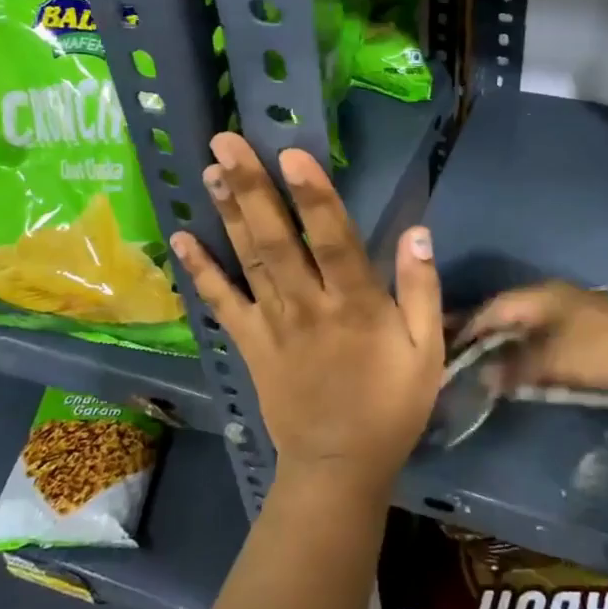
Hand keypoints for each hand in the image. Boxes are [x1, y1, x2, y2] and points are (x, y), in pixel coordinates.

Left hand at [170, 132, 442, 500]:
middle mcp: (307, 305)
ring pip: (247, 260)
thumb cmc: (390, 407)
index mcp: (355, 305)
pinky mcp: (250, 344)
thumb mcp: (426, 353)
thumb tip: (417, 232)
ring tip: (210, 169)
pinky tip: (181, 239)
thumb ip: (421, 291)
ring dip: (228, 213)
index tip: (291, 155)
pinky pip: (222, 303)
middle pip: (276, 239)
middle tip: (226, 141)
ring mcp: (272, 324)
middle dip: (252, 188)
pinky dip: (200, 271)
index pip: (332, 239)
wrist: (339, 467)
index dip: (313, 196)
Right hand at [460, 281, 607, 402]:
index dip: (470, 327)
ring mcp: (575, 310)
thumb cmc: (603, 351)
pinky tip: (529, 369)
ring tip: (492, 368)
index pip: (493, 307)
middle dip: (488, 337)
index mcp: (541, 295)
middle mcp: (554, 296)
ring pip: (531, 326)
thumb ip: (516, 368)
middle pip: (510, 314)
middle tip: (467, 360)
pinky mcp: (591, 328)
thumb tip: (482, 377)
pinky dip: (534, 351)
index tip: (449, 349)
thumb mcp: (554, 362)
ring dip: (512, 346)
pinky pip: (549, 336)